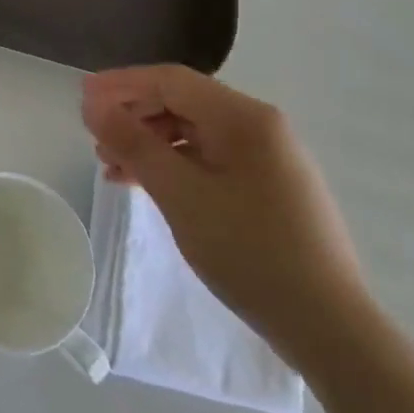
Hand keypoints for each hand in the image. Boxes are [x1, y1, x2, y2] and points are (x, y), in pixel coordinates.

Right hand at [83, 64, 368, 365]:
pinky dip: (174, 164)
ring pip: (193, 131)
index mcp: (243, 117)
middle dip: (133, 115)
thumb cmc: (250, 252)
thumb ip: (132, 142)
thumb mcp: (179, 193)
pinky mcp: (271, 187)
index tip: (81, 99)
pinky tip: (147, 185)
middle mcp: (260, 126)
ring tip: (112, 167)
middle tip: (95, 138)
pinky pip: (210, 158)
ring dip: (149, 142)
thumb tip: (92, 104)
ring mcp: (269, 157)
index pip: (169, 80)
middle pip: (181, 102)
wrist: (332, 331)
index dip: (120, 84)